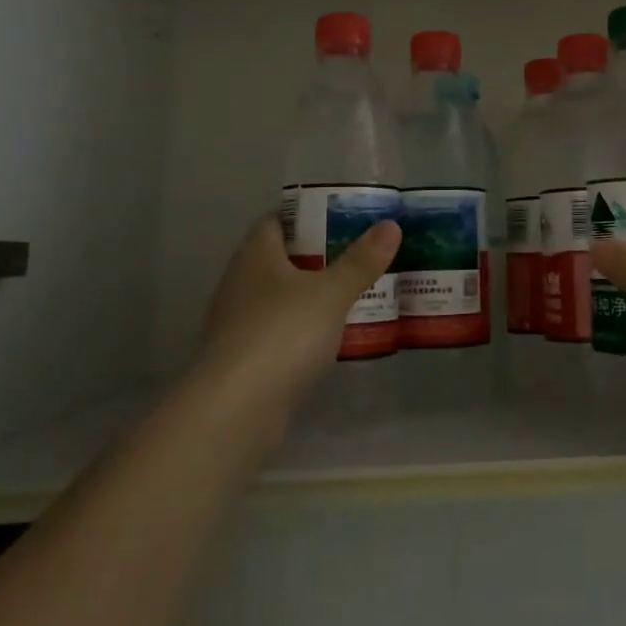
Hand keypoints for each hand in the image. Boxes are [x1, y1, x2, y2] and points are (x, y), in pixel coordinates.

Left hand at [191, 212, 401, 421]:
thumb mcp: (331, 293)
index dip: (307, 215)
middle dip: (318, 256)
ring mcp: (239, 324)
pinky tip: (335, 337)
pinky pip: (281, 333)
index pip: (276, 220)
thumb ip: (361, 261)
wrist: (234, 411)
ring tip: (357, 292)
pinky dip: (306, 330)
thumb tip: (391, 225)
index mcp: (255, 255)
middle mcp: (241, 283)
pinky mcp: (245, 360)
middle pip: (281, 259)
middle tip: (361, 253)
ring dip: (313, 296)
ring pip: (282, 298)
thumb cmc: (282, 334)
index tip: (342, 217)